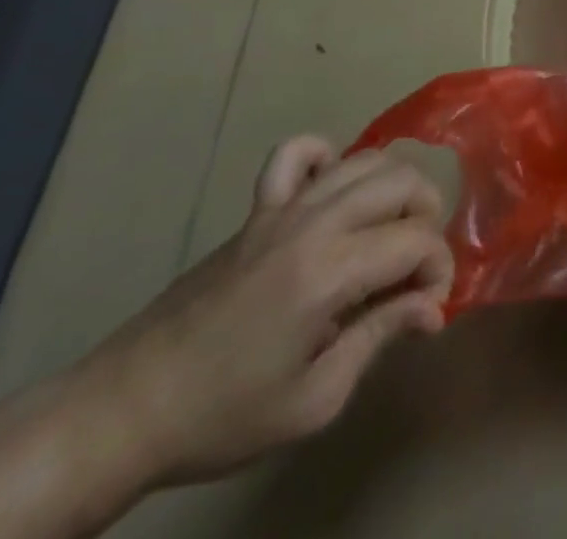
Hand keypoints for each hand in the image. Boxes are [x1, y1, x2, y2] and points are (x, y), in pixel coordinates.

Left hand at [75, 136, 454, 488]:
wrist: (127, 409)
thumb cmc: (223, 414)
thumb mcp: (313, 401)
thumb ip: (380, 337)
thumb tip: (432, 307)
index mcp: (330, 272)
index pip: (417, 240)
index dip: (438, 268)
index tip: (428, 306)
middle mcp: (314, 223)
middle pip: (401, 181)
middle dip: (426, 217)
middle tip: (413, 267)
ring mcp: (283, 208)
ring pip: (364, 159)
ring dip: (393, 187)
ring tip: (387, 229)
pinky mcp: (257, 208)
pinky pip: (298, 152)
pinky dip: (326, 157)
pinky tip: (331, 190)